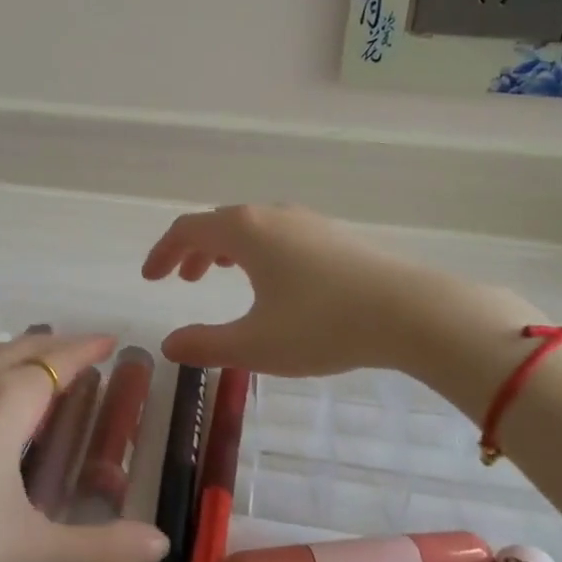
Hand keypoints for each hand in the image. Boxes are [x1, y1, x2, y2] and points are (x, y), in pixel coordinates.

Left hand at [0, 334, 168, 561]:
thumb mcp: (25, 554)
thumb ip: (96, 553)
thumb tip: (158, 545)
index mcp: (7, 403)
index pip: (59, 363)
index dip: (87, 349)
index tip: (108, 338)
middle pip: (21, 348)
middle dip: (55, 344)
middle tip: (77, 348)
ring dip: (11, 348)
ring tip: (25, 356)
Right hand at [142, 203, 534, 380]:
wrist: (411, 312)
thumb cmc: (323, 325)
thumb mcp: (255, 345)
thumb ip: (206, 345)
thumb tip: (168, 345)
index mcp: (243, 231)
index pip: (187, 230)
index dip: (162, 252)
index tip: (150, 278)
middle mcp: (270, 215)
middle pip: (218, 223)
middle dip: (193, 250)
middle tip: (182, 279)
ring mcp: (307, 221)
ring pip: (251, 226)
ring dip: (226, 249)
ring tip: (222, 273)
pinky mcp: (335, 235)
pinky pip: (279, 233)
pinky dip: (258, 250)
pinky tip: (274, 279)